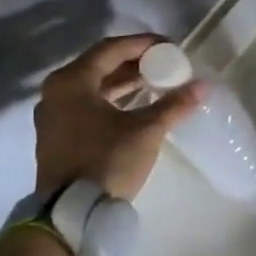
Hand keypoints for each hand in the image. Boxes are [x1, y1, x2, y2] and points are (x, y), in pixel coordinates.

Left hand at [34, 34, 203, 199]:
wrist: (72, 212)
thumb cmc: (107, 160)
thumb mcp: (146, 130)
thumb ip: (174, 105)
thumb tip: (202, 86)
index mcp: (72, 82)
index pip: (111, 49)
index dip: (143, 44)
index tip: (170, 46)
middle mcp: (56, 92)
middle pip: (100, 66)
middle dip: (135, 63)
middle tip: (165, 63)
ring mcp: (53, 116)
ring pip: (94, 87)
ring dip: (124, 83)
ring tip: (156, 82)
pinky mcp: (58, 136)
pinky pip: (88, 105)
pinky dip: (112, 100)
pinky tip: (136, 106)